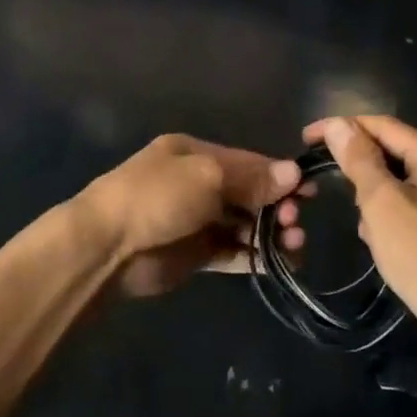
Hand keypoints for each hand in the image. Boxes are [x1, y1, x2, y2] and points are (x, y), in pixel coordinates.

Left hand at [72, 135, 299, 298]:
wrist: (107, 247)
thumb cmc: (158, 197)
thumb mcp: (207, 176)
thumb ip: (251, 178)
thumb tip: (293, 173)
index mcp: (195, 154)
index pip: (247, 162)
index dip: (278, 175)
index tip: (309, 191)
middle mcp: (197, 183)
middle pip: (248, 193)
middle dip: (277, 206)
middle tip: (296, 223)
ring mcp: (196, 220)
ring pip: (244, 224)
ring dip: (270, 232)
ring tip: (293, 245)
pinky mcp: (195, 254)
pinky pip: (233, 252)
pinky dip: (255, 256)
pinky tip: (279, 263)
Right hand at [279, 115, 416, 332]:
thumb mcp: (382, 203)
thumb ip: (359, 159)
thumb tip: (338, 124)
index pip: (382, 125)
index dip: (342, 128)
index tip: (306, 140)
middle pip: (391, 152)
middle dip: (360, 171)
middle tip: (332, 187)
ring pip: (398, 180)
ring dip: (374, 198)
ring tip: (365, 227)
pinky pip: (409, 203)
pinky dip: (389, 215)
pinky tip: (380, 241)